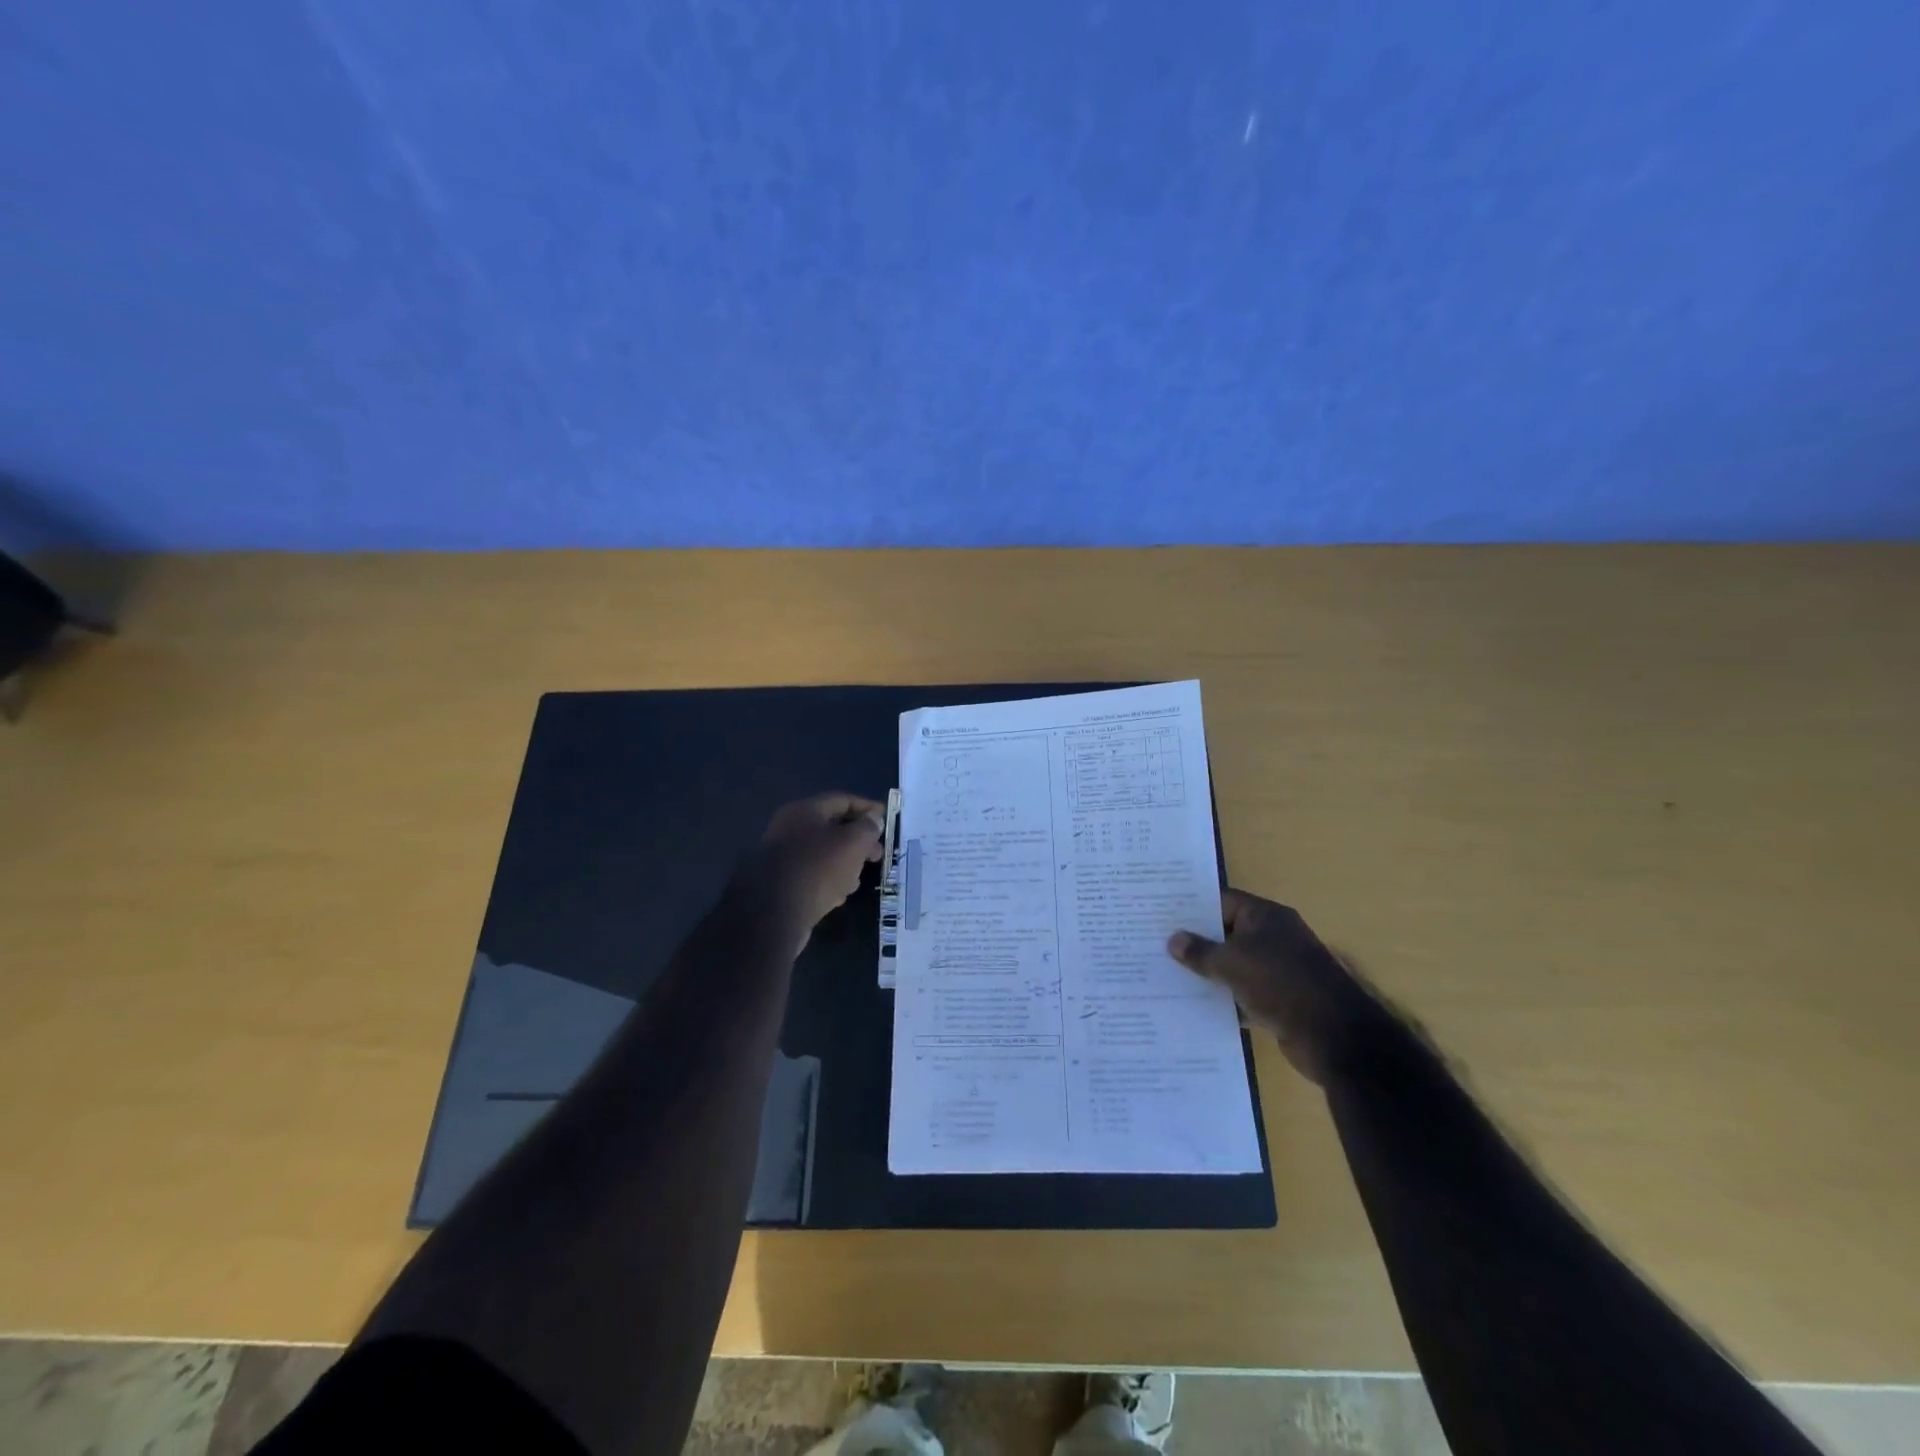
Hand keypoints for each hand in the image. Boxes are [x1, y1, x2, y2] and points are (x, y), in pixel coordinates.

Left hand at [743, 792, 885, 935]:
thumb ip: (867, 828)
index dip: (867, 807)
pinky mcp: (780, 883)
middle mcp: (790, 829)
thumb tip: (873, 820)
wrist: (773, 912)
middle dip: (859, 840)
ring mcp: (783, 857)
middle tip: (878, 854)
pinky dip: (829, 880)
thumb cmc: (818, 867)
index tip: (886, 818)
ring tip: (860, 877)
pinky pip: (812, 875)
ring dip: (845, 862)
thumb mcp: (853, 843)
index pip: (842, 800)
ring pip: (823, 853)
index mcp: (805, 811)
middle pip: (832, 827)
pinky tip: (840, 894)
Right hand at [1168, 889, 1383, 1084]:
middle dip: (1197, 941)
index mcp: (1266, 916)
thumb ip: (1200, 951)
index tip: (1162, 914)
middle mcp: (1274, 937)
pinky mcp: (1281, 1000)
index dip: (1193, 907)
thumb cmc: (1279, 983)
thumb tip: (1174, 939)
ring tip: (1169, 975)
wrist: (1333, 1036)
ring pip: (1235, 965)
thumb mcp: (1231, 963)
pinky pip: (1245, 992)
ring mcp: (1280, 969)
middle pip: (1227, 932)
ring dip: (1210, 973)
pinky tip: (1196, 1006)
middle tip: (1157, 944)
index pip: (1222, 901)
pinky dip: (1226, 998)